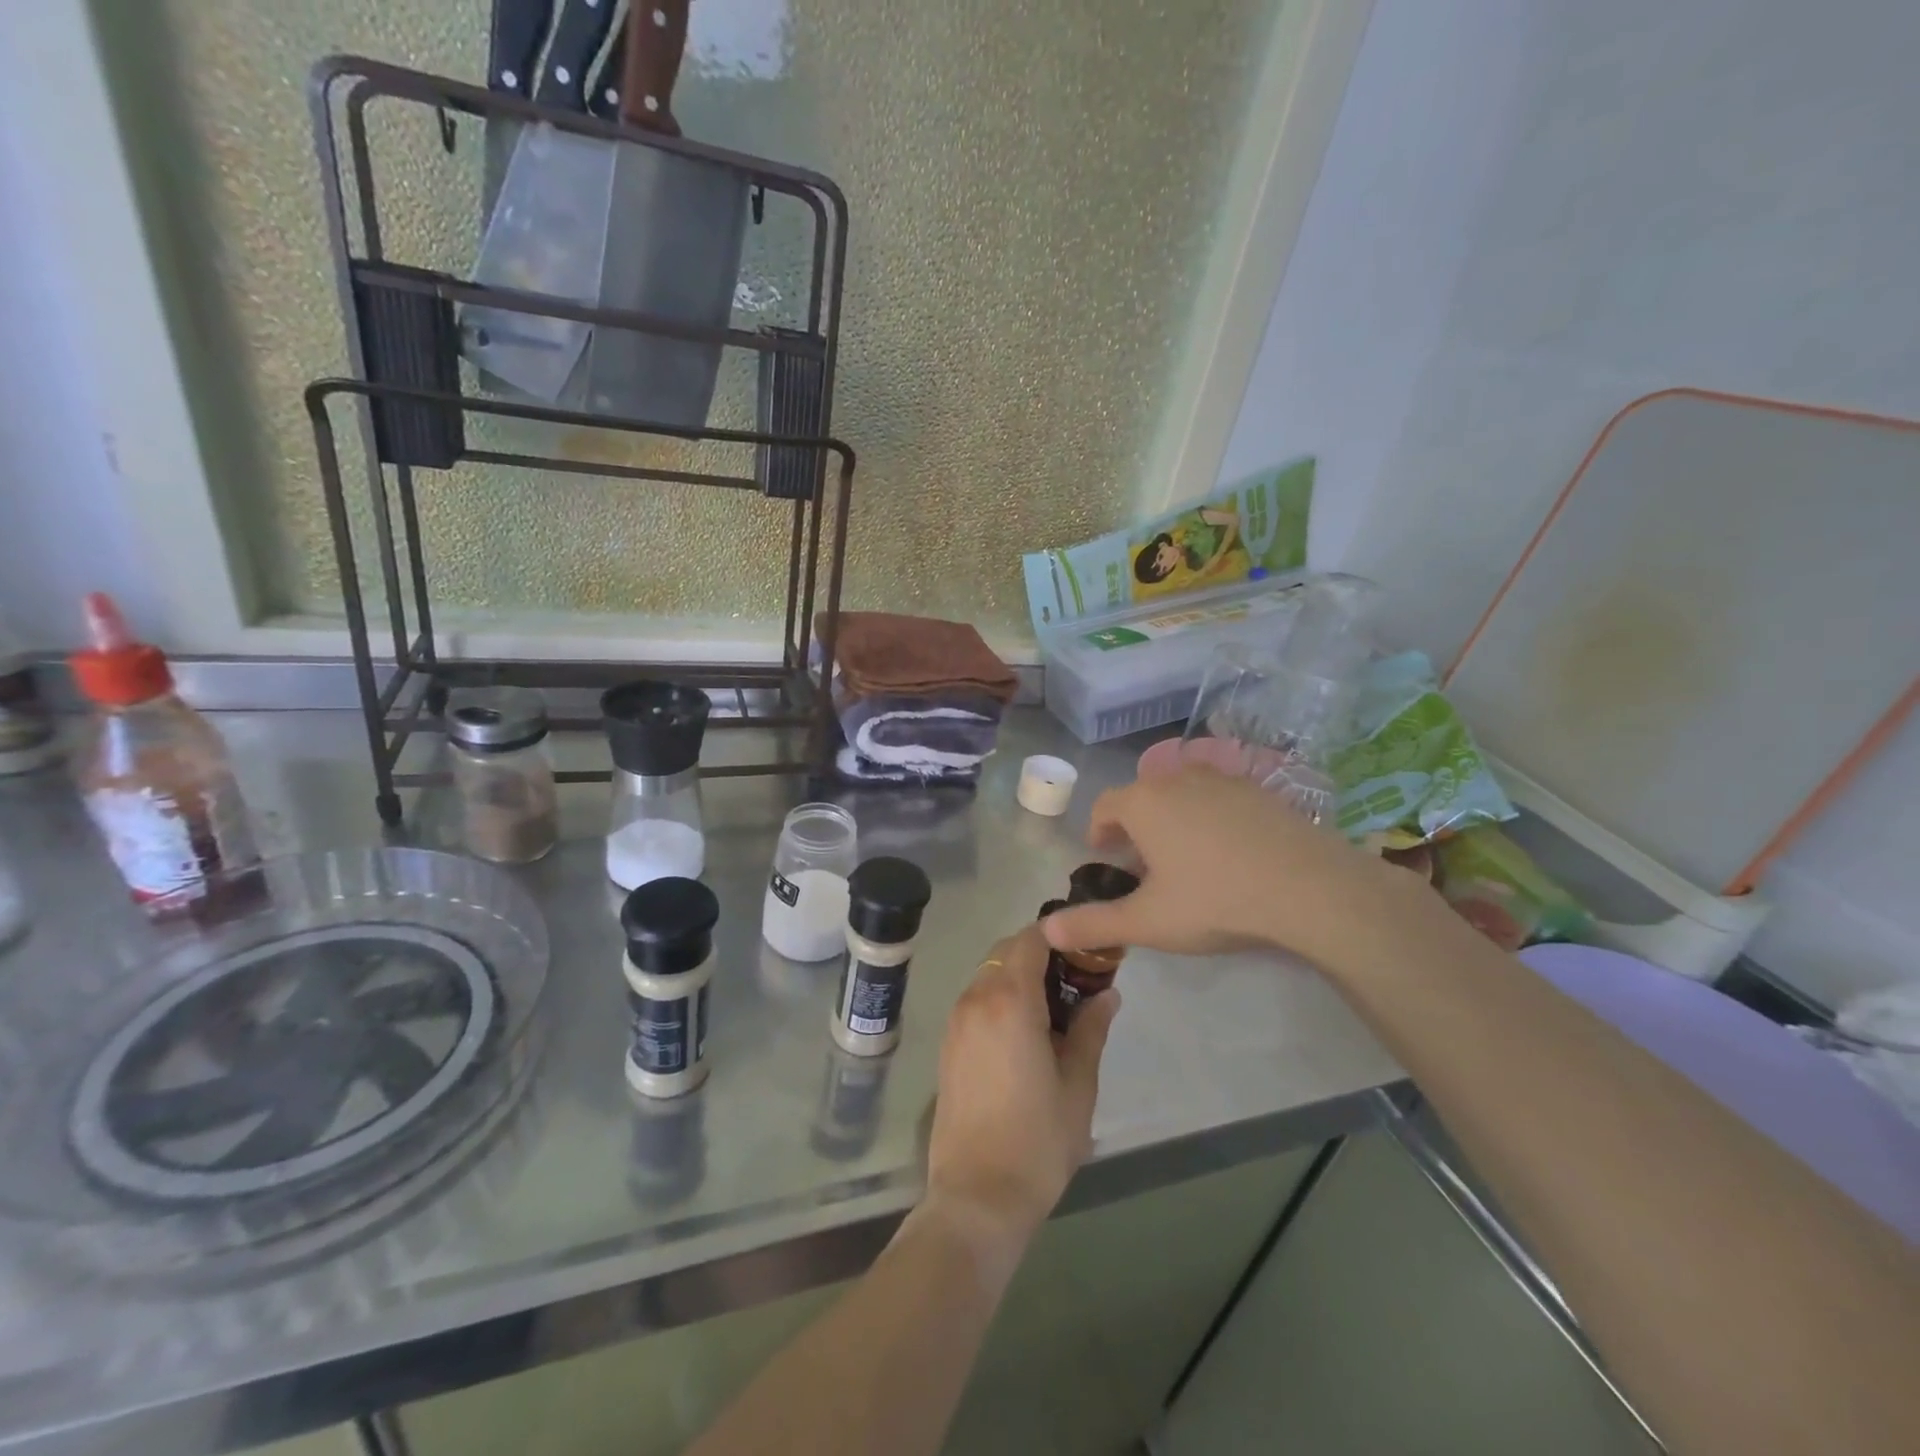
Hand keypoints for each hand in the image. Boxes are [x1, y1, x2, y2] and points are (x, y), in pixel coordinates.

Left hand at [925, 924, 1118, 1252]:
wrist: (976, 1196)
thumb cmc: (1037, 1141)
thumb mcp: (1078, 1085)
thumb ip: (1091, 1030)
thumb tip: (1107, 995)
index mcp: (1010, 1000)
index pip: (1031, 939)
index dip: (1060, 937)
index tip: (1087, 953)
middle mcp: (976, 998)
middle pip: (1007, 951)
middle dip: (1041, 955)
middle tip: (1076, 984)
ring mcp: (956, 1021)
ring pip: (989, 974)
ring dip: (1019, 977)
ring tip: (1055, 1011)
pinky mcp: (948, 1044)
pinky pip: (976, 1000)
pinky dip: (1000, 998)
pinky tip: (1025, 1034)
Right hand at [1042, 765, 1420, 969]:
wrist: (1310, 888)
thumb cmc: (1215, 900)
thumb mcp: (1148, 921)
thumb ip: (1094, 924)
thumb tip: (1046, 931)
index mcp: (1144, 802)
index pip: (1105, 805)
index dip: (1098, 831)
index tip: (1105, 856)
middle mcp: (1177, 778)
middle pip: (1143, 797)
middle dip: (1135, 827)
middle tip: (1144, 866)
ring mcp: (1222, 779)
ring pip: (1182, 794)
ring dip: (1172, 819)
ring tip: (1185, 860)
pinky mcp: (1259, 789)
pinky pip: (1218, 797)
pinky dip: (1210, 817)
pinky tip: (1229, 853)